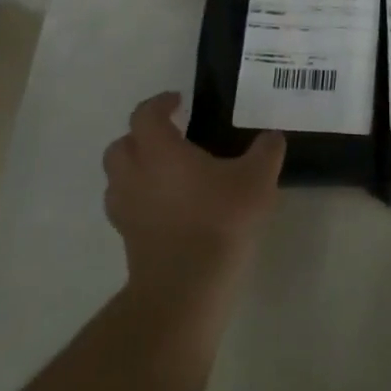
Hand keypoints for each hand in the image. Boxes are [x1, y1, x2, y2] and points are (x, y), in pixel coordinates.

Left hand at [103, 92, 284, 301]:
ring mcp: (126, 211)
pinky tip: (171, 208)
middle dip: (141, 136)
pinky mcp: (128, 240)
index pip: (145, 115)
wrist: (186, 288)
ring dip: (137, 169)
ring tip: (169, 174)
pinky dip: (142, 200)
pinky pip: (128, 208)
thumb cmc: (220, 221)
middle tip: (169, 137)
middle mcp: (134, 175)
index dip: (160, 103)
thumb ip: (266, 151)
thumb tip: (272, 136)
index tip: (178, 101)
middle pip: (121, 146)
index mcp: (159, 151)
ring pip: (118, 179)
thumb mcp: (257, 179)